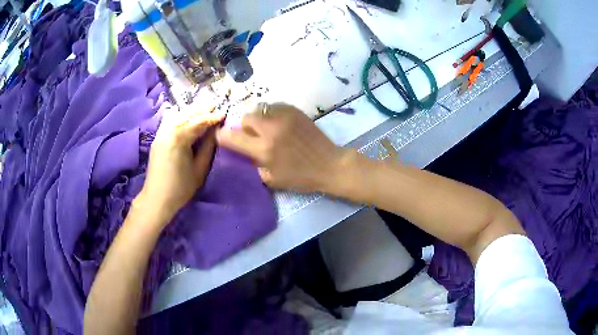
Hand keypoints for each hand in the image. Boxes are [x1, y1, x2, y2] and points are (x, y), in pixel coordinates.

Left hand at [138, 102, 224, 223]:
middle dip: (201, 108)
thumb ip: (208, 147)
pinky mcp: (157, 138)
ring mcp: (160, 133)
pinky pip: (170, 120)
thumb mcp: (200, 169)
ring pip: (177, 115)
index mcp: (179, 139)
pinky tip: (186, 116)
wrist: (157, 198)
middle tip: (215, 104)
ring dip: (190, 110)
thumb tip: (215, 131)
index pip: (198, 122)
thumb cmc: (180, 188)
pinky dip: (180, 115)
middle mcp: (168, 131)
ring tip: (203, 108)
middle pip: (186, 114)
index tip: (224, 113)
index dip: (212, 117)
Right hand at [216, 103, 346, 192]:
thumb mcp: (272, 179)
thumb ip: (254, 164)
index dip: (223, 136)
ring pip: (259, 109)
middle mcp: (271, 129)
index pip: (233, 137)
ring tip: (266, 128)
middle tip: (253, 136)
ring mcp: (284, 116)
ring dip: (258, 119)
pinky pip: (274, 106)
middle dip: (244, 127)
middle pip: (245, 117)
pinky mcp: (295, 110)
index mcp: (264, 149)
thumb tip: (245, 151)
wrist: (329, 164)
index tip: (221, 136)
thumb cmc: (301, 177)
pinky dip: (271, 114)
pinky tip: (279, 124)